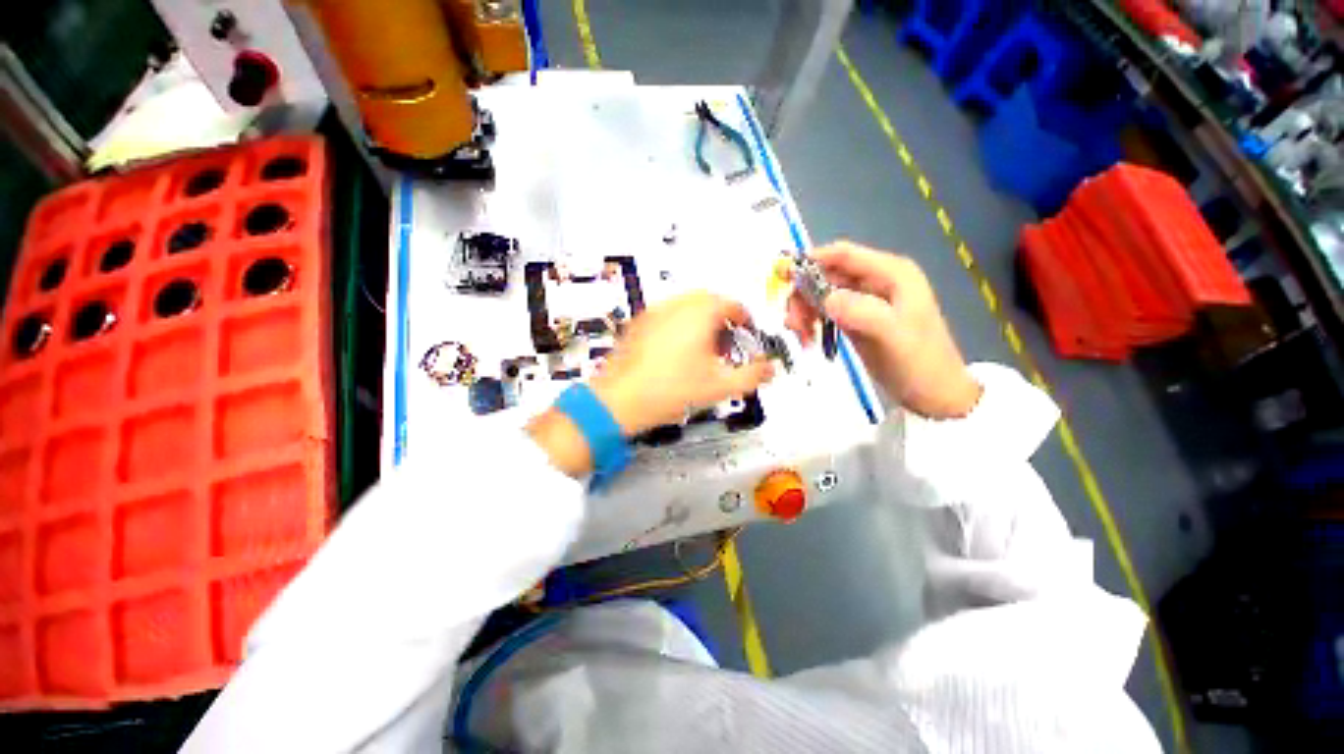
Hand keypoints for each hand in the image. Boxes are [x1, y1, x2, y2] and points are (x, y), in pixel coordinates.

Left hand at [528, 292, 774, 477]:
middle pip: (708, 299)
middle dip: (723, 316)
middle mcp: (675, 307)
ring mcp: (654, 314)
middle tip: (728, 339)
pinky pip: (667, 314)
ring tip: (705, 346)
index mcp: (698, 315)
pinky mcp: (639, 325)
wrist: (621, 400)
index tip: (746, 330)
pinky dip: (680, 324)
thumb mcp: (719, 387)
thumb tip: (770, 370)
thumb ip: (752, 376)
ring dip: (702, 319)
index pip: (730, 303)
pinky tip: (680, 351)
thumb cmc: (665, 390)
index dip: (743, 317)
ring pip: (686, 304)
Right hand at [785, 241, 980, 418]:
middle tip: (793, 323)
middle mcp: (875, 281)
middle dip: (804, 294)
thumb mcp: (892, 335)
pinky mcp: (855, 319)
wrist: (933, 394)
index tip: (784, 279)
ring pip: (822, 293)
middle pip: (827, 274)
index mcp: (891, 273)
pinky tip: (807, 337)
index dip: (812, 260)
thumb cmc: (919, 362)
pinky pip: (825, 311)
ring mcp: (864, 301)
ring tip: (800, 335)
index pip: (844, 255)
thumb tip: (824, 299)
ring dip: (805, 310)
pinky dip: (811, 320)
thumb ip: (860, 312)